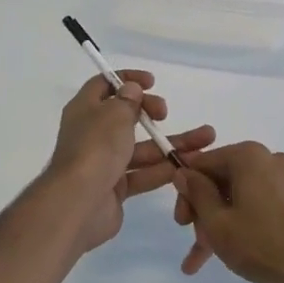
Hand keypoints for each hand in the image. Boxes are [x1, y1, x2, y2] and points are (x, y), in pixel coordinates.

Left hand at [40, 72, 215, 254]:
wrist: (79, 203)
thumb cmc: (95, 148)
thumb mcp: (114, 114)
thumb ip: (127, 101)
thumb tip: (131, 89)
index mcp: (85, 109)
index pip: (104, 85)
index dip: (127, 79)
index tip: (151, 82)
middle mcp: (92, 133)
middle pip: (125, 116)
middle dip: (150, 112)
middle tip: (165, 113)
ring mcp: (104, 162)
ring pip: (140, 148)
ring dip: (169, 144)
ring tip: (205, 141)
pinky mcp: (115, 188)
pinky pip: (142, 174)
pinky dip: (162, 170)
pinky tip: (188, 166)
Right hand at [170, 142, 283, 282]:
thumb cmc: (262, 245)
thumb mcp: (217, 223)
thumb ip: (197, 193)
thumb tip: (183, 171)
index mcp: (248, 156)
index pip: (203, 164)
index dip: (186, 191)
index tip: (181, 221)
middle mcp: (271, 159)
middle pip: (225, 180)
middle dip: (206, 212)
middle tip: (197, 244)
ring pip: (244, 197)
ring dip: (224, 223)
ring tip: (210, 258)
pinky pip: (265, 205)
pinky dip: (249, 222)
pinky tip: (239, 251)